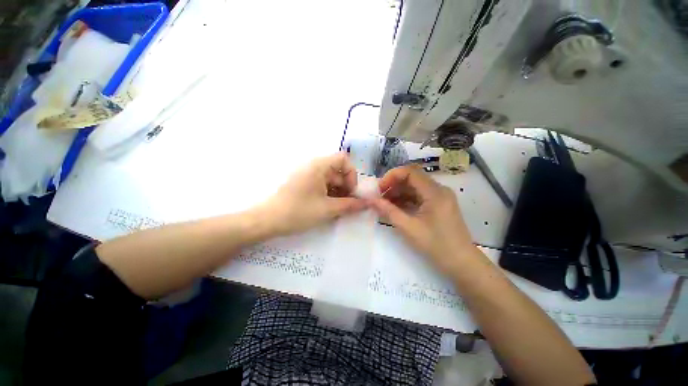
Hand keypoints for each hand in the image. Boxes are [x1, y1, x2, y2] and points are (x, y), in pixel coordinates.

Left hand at [261, 153, 365, 235]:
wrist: (268, 220)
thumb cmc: (298, 212)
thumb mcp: (328, 209)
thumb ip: (350, 205)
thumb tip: (368, 203)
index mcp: (319, 166)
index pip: (343, 159)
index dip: (351, 174)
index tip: (351, 192)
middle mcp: (314, 167)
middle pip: (338, 171)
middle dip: (346, 188)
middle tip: (349, 205)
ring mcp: (308, 176)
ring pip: (330, 180)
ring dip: (338, 193)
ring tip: (339, 209)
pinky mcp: (304, 184)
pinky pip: (322, 186)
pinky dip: (329, 195)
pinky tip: (329, 209)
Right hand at [369, 165, 474, 273]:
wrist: (462, 263)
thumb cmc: (436, 245)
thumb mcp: (409, 228)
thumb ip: (388, 211)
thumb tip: (371, 200)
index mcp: (435, 192)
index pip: (410, 172)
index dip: (392, 176)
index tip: (379, 188)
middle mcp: (439, 189)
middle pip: (412, 178)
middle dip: (393, 184)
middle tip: (379, 196)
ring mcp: (440, 197)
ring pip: (415, 187)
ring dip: (398, 192)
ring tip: (384, 203)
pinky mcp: (439, 204)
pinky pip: (419, 196)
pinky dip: (406, 199)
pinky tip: (395, 207)